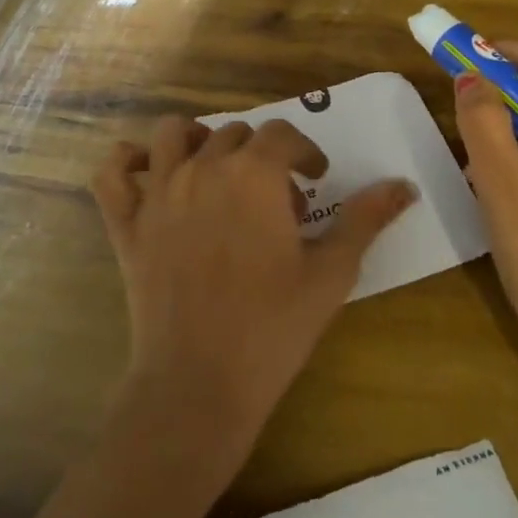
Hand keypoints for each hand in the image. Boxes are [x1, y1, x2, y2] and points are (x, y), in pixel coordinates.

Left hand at [91, 116, 417, 456]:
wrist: (199, 383)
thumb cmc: (273, 328)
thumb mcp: (332, 273)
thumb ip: (366, 220)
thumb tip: (404, 185)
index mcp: (255, 174)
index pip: (284, 135)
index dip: (305, 152)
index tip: (317, 180)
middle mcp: (203, 168)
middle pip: (235, 133)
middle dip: (263, 157)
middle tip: (279, 204)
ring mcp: (159, 193)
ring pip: (172, 135)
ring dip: (198, 140)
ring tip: (217, 172)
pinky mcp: (127, 224)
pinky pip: (113, 173)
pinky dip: (127, 162)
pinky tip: (148, 174)